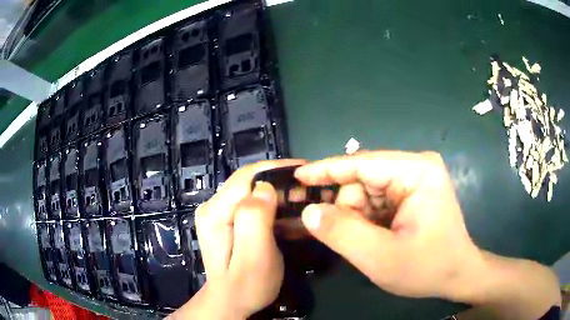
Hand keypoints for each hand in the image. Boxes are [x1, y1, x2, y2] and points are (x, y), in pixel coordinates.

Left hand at [170, 159, 305, 319]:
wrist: (232, 302)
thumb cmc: (247, 285)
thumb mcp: (254, 256)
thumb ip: (255, 218)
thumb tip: (265, 188)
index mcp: (215, 213)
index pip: (247, 177)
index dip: (276, 169)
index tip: (305, 170)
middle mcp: (213, 207)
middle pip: (249, 182)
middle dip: (280, 180)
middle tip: (308, 187)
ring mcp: (219, 214)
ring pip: (253, 192)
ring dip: (279, 193)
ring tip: (303, 197)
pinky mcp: (228, 221)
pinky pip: (253, 205)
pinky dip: (273, 205)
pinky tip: (289, 212)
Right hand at [294, 151, 483, 299]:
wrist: (456, 275)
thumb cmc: (427, 268)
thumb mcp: (381, 258)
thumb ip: (343, 233)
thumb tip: (309, 211)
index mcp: (417, 171)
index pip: (362, 164)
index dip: (327, 170)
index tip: (298, 177)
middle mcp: (416, 168)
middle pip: (363, 181)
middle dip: (347, 208)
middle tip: (340, 236)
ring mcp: (414, 181)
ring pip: (366, 193)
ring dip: (357, 217)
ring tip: (364, 243)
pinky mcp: (411, 194)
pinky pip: (376, 202)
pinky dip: (366, 220)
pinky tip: (371, 238)